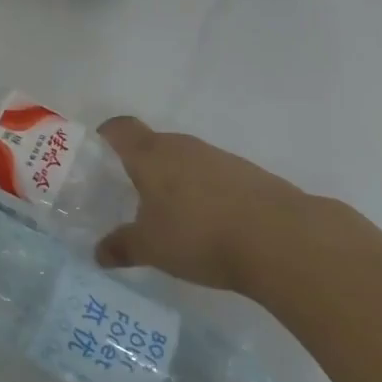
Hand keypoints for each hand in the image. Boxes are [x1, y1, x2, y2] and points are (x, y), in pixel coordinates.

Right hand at [91, 118, 310, 294]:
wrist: (283, 240)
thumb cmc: (200, 235)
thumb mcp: (152, 248)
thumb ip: (122, 247)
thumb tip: (97, 253)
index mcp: (150, 155)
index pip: (120, 128)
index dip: (107, 136)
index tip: (99, 156)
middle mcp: (182, 147)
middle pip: (153, 144)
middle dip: (141, 165)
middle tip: (132, 195)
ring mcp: (218, 158)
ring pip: (186, 160)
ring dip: (176, 180)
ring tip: (174, 215)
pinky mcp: (249, 174)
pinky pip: (215, 176)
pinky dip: (207, 193)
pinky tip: (212, 224)